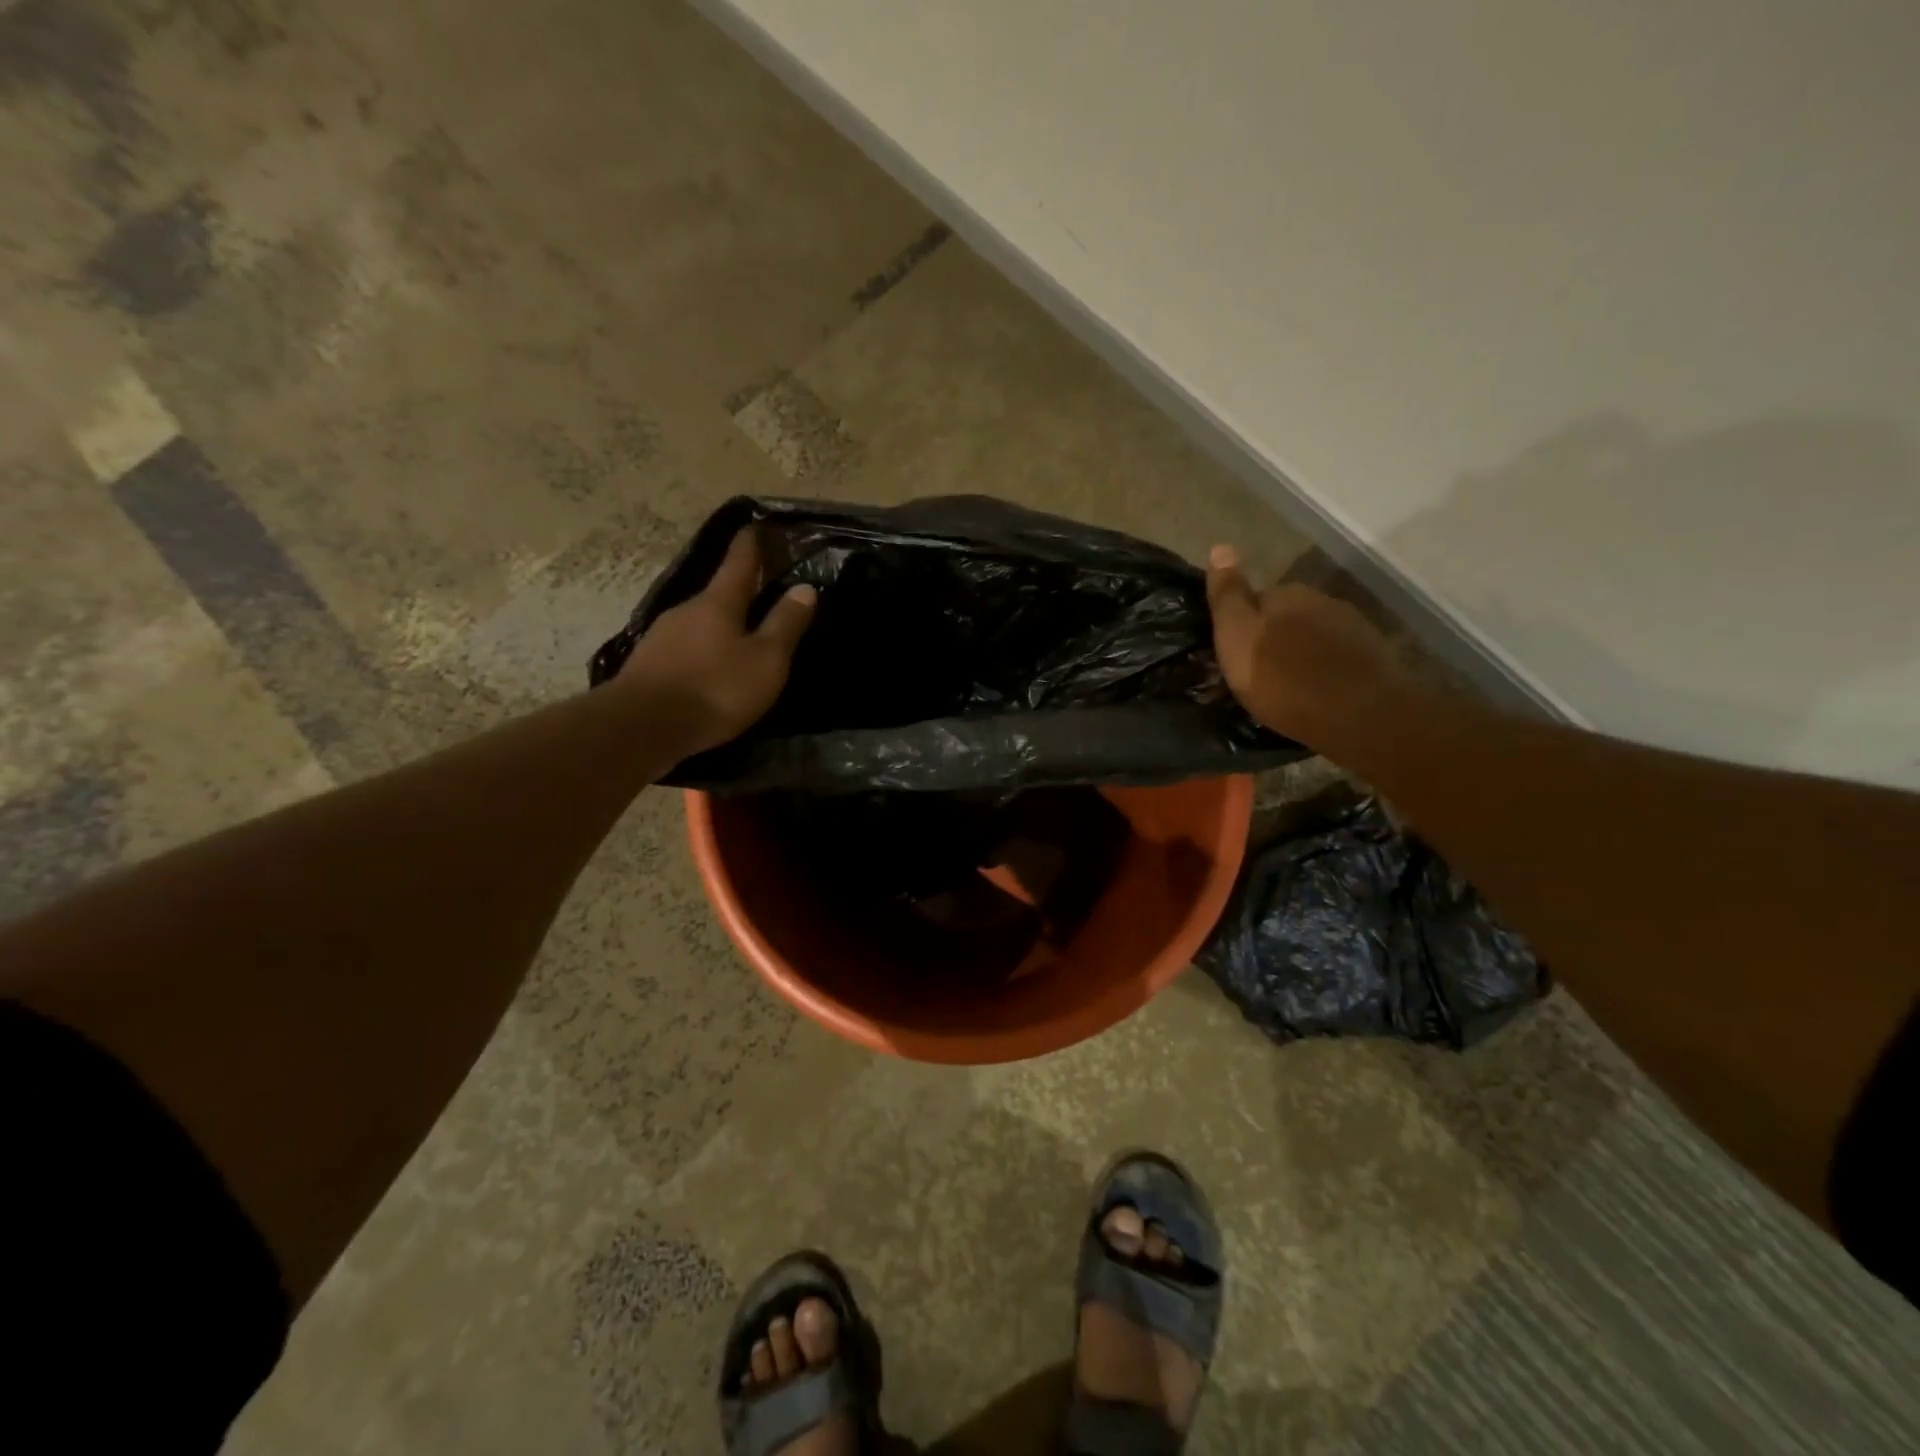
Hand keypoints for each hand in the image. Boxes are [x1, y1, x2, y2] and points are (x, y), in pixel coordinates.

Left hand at [615, 528, 815, 754]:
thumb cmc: (715, 689)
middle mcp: (686, 610)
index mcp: (718, 603)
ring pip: (698, 623)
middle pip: (717, 594)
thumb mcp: (766, 660)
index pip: (738, 562)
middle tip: (759, 593)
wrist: (642, 727)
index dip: (750, 544)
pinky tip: (708, 668)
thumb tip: (804, 588)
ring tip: (737, 638)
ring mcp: (661, 637)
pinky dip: (701, 651)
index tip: (756, 526)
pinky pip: (683, 648)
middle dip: (738, 592)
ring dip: (718, 626)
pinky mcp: (648, 665)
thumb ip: (785, 624)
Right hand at [1206, 544, 1406, 748]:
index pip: (1255, 598)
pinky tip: (1318, 692)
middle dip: (1274, 637)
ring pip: (1314, 635)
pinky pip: (1337, 657)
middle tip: (1260, 672)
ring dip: (1301, 653)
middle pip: (1287, 615)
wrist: (1358, 715)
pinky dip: (1325, 669)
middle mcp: (1321, 600)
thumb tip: (1220, 547)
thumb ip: (1228, 596)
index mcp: (1286, 594)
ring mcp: (1353, 627)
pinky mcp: (1374, 656)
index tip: (1234, 652)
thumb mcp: (1237, 637)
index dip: (1242, 624)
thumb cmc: (1283, 678)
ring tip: (1289, 686)